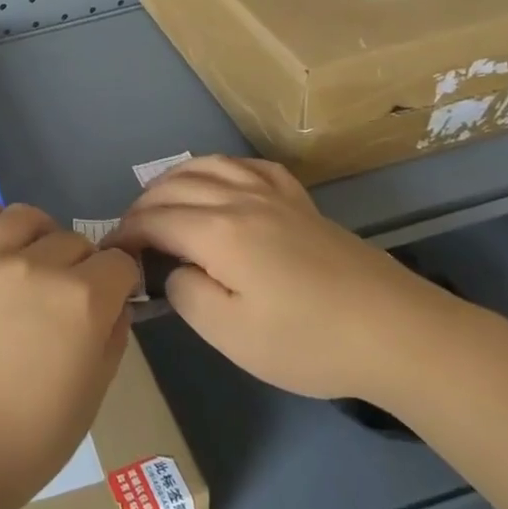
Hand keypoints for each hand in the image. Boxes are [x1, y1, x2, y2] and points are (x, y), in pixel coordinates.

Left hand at [0, 202, 140, 508]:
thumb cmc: (29, 440)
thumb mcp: (93, 395)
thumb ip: (111, 337)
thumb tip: (115, 303)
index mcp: (81, 299)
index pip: (118, 262)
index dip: (120, 280)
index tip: (112, 297)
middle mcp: (35, 267)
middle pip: (72, 239)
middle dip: (82, 263)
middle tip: (68, 295)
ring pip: (21, 217)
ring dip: (38, 232)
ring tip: (33, 254)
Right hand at [109, 156, 466, 400]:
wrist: (397, 333)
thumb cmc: (308, 341)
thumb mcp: (231, 334)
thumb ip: (186, 294)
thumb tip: (174, 270)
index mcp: (219, 231)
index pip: (154, 219)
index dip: (126, 233)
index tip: (110, 254)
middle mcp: (241, 200)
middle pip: (176, 186)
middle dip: (142, 205)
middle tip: (129, 234)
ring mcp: (275, 196)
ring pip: (210, 166)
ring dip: (175, 179)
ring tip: (160, 199)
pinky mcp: (302, 203)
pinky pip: (251, 167)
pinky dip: (222, 168)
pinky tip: (221, 181)